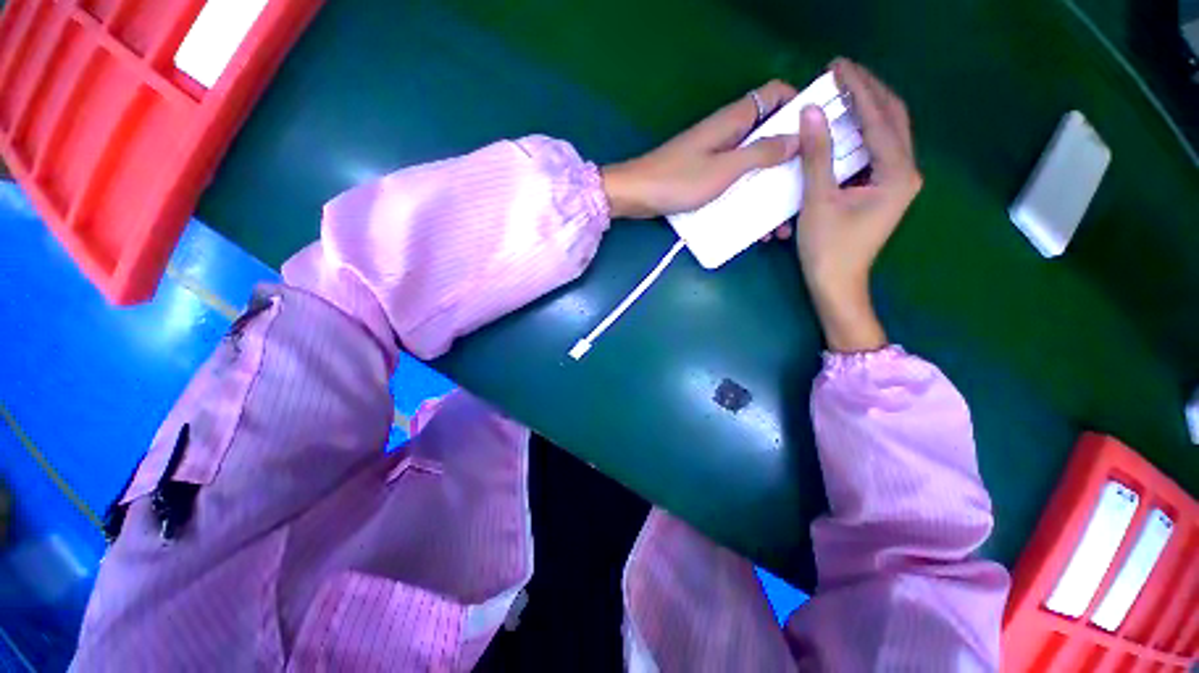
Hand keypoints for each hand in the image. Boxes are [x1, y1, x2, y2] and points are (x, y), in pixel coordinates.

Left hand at [602, 80, 799, 223]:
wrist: (636, 197)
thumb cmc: (677, 180)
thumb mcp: (724, 169)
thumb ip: (760, 153)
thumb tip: (798, 138)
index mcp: (734, 120)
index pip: (776, 94)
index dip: (799, 105)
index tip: (818, 133)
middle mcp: (728, 134)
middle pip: (770, 136)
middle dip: (790, 162)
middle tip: (807, 190)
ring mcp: (716, 158)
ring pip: (753, 166)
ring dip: (769, 192)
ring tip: (781, 224)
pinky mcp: (706, 178)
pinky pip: (736, 185)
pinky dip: (748, 202)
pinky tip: (756, 229)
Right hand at [795, 59, 922, 351]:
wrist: (837, 285)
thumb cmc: (827, 249)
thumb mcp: (818, 201)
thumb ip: (817, 156)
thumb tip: (812, 111)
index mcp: (896, 172)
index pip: (880, 116)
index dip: (858, 88)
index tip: (835, 66)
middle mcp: (905, 171)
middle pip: (892, 117)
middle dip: (868, 90)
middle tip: (840, 71)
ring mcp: (896, 181)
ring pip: (886, 132)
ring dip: (866, 109)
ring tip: (842, 90)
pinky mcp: (883, 190)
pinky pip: (875, 150)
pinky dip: (861, 132)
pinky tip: (844, 125)